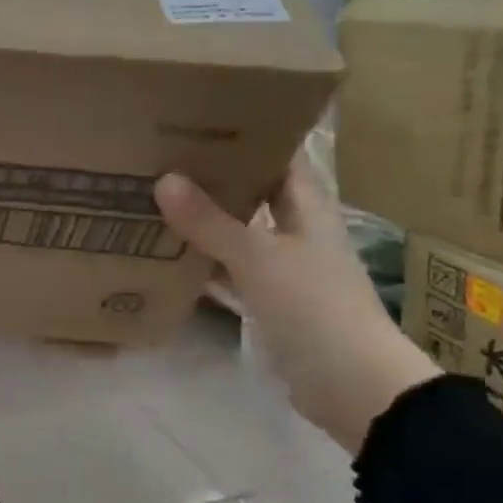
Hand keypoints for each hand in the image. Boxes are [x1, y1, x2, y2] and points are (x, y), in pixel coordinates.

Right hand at [154, 158, 438, 453]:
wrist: (351, 385)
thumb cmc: (314, 306)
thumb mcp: (258, 258)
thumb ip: (210, 221)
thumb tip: (163, 179)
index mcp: (307, 207)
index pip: (278, 155)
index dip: (245, 133)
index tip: (198, 117)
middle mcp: (295, 229)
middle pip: (250, 191)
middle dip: (211, 175)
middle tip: (159, 154)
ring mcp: (281, 266)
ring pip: (234, 231)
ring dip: (201, 219)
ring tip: (150, 196)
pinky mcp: (266, 299)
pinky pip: (226, 269)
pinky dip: (199, 261)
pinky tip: (162, 253)